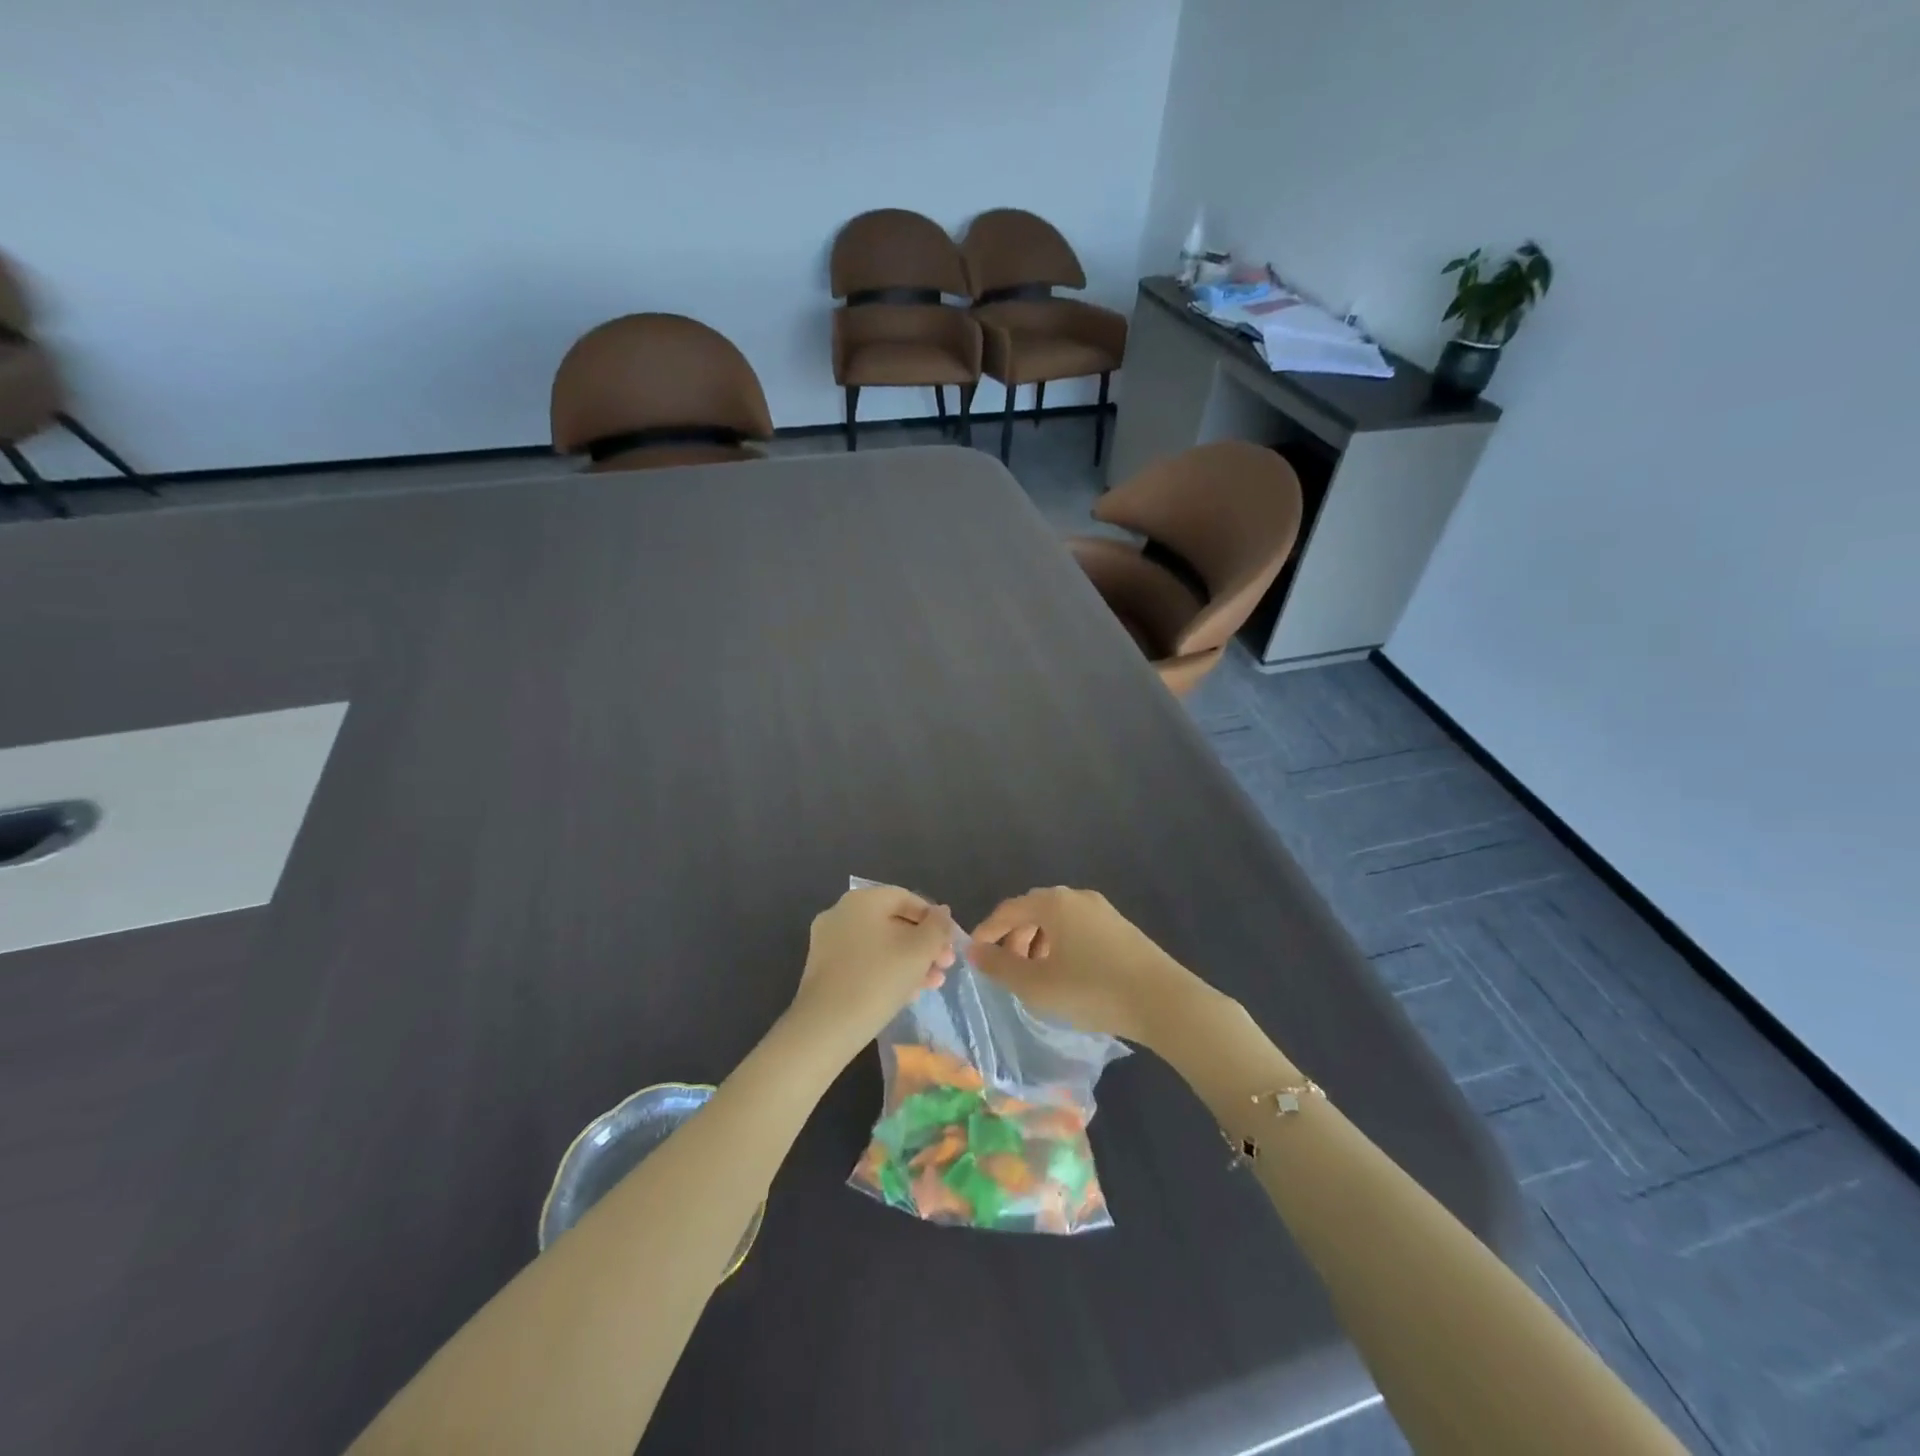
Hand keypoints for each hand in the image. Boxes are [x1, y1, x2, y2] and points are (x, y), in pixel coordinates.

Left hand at [790, 885, 956, 1050]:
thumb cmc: (878, 979)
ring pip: (879, 945)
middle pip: (893, 922)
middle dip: (924, 944)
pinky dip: (887, 972)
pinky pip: (863, 962)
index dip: (933, 918)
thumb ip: (937, 927)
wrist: (826, 1027)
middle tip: (945, 966)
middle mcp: (841, 914)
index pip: (906, 898)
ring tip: (933, 984)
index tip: (951, 943)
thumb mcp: (919, 951)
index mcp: (862, 900)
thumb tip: (942, 912)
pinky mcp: (824, 970)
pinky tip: (907, 994)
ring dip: (910, 961)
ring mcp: (828, 942)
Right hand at [969, 887, 1215, 1048]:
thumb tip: (974, 951)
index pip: (1008, 909)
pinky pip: (1078, 929)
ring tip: (1034, 976)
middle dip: (1014, 938)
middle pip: (1033, 911)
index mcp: (1054, 902)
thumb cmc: (1092, 990)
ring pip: (1057, 921)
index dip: (987, 931)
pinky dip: (1061, 946)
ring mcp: (1103, 911)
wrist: (1164, 1002)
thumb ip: (1000, 967)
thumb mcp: (1038, 985)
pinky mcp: (1121, 928)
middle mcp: (1077, 897)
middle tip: (1005, 969)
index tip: (974, 955)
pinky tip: (1065, 975)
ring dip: (1038, 943)